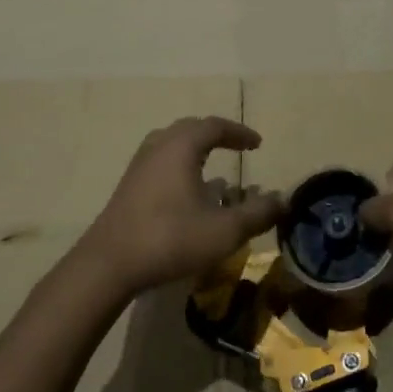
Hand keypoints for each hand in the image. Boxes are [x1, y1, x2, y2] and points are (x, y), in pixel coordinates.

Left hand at [78, 117, 281, 297]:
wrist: (109, 264)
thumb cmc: (170, 239)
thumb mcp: (224, 230)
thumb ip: (258, 213)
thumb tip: (283, 200)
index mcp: (182, 146)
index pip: (215, 126)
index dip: (239, 133)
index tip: (257, 144)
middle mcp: (159, 146)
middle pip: (190, 129)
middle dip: (216, 135)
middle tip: (236, 147)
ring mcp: (139, 165)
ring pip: (171, 143)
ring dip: (194, 149)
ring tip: (212, 165)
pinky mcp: (128, 186)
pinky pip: (160, 161)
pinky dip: (179, 164)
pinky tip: (186, 191)